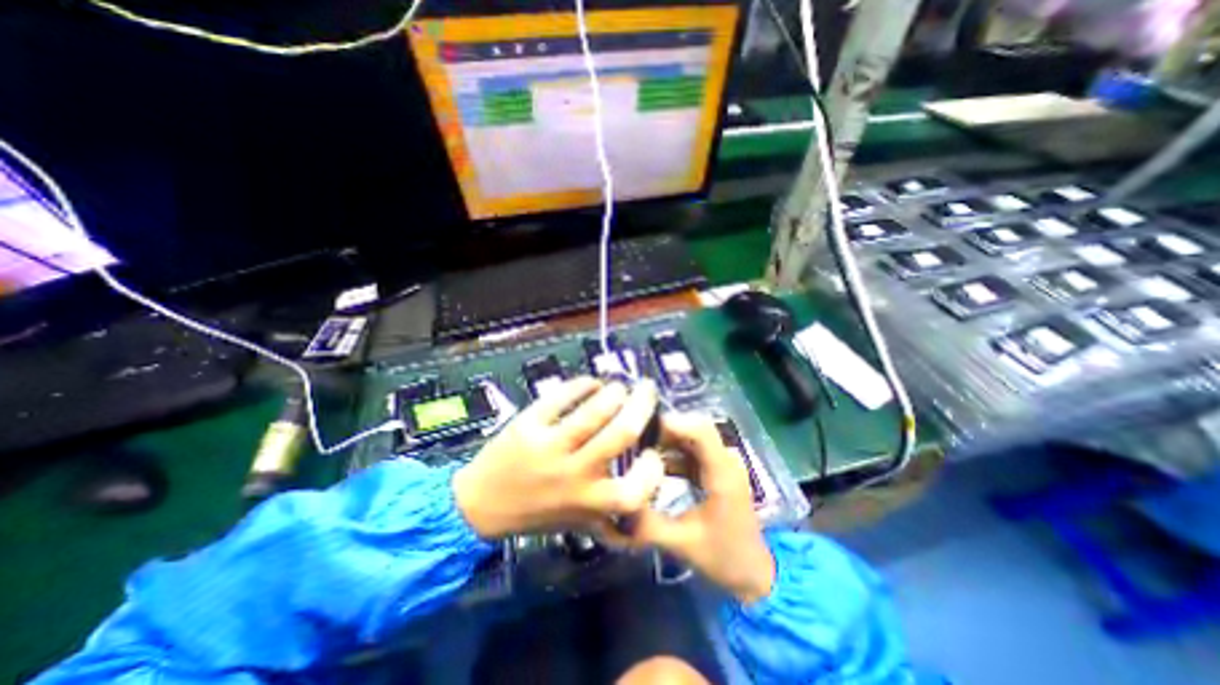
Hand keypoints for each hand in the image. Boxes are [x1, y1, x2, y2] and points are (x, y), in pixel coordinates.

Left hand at [453, 375, 661, 540]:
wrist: (480, 506)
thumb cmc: (536, 513)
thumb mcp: (578, 523)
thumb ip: (611, 521)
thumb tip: (642, 513)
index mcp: (589, 502)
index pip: (636, 490)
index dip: (652, 468)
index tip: (652, 451)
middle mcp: (573, 474)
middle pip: (621, 432)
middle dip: (641, 404)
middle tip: (647, 391)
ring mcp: (549, 447)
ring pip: (594, 411)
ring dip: (614, 392)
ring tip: (619, 386)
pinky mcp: (528, 426)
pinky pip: (561, 397)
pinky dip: (582, 384)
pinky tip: (590, 383)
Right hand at [621, 412, 769, 599]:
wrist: (755, 572)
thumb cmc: (724, 557)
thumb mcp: (682, 543)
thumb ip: (649, 525)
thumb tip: (616, 504)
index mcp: (722, 473)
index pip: (700, 430)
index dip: (671, 423)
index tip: (641, 430)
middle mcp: (726, 460)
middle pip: (694, 429)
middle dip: (663, 431)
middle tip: (633, 443)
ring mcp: (723, 463)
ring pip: (691, 437)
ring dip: (666, 441)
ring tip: (637, 452)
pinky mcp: (717, 469)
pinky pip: (692, 450)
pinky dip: (672, 453)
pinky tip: (652, 466)